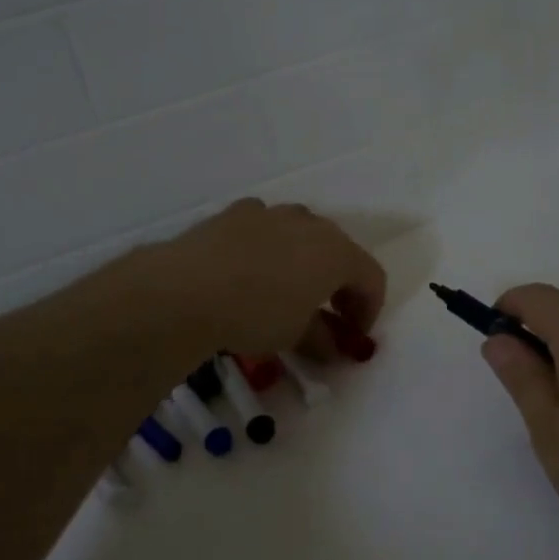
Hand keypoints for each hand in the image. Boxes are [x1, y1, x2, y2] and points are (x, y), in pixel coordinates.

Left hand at [144, 199, 386, 358]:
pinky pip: (265, 228)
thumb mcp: (294, 335)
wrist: (186, 289)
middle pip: (340, 251)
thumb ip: (321, 338)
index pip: (372, 279)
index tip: (354, 337)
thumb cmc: (256, 314)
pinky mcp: (236, 212)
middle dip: (340, 285)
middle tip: (329, 314)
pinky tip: (250, 271)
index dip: (368, 310)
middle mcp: (310, 223)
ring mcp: (272, 213)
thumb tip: (330, 346)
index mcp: (337, 252)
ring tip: (288, 290)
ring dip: (305, 262)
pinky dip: (269, 248)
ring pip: (301, 234)